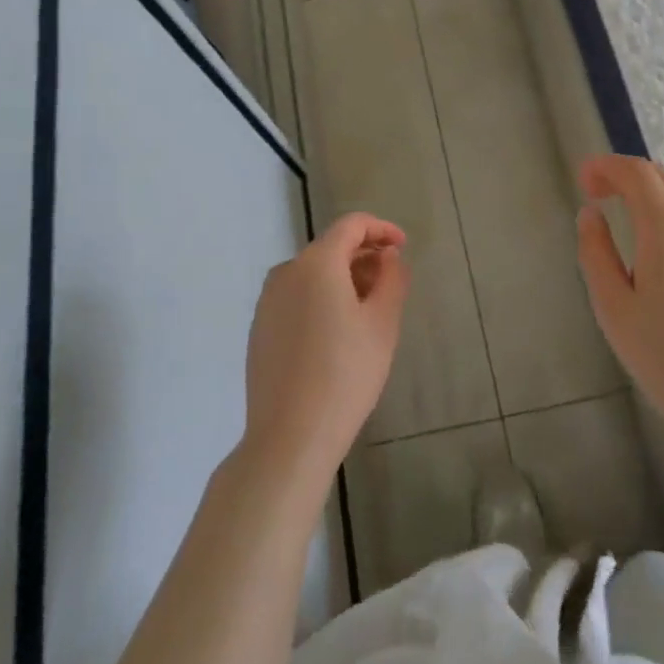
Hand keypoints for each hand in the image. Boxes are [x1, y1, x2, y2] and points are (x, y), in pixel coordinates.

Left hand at [242, 212, 409, 489]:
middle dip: (364, 257)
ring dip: (343, 280)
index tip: (403, 247)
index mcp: (316, 263)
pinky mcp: (260, 329)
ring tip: (369, 310)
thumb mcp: (382, 324)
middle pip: (330, 248)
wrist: (290, 437)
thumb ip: (392, 279)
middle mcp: (286, 272)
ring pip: (313, 274)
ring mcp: (267, 301)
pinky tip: (338, 334)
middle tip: (391, 283)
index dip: (381, 229)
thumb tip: (388, 257)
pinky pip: (297, 298)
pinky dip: (321, 300)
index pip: (351, 225)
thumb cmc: (345, 374)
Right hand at [576, 155, 663, 443]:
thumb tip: (590, 215)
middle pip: (663, 178)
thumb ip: (597, 254)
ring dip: (651, 191)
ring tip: (625, 215)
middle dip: (625, 175)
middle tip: (596, 194)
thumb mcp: (615, 309)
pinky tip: (660, 246)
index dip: (606, 167)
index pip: (638, 174)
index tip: (583, 181)